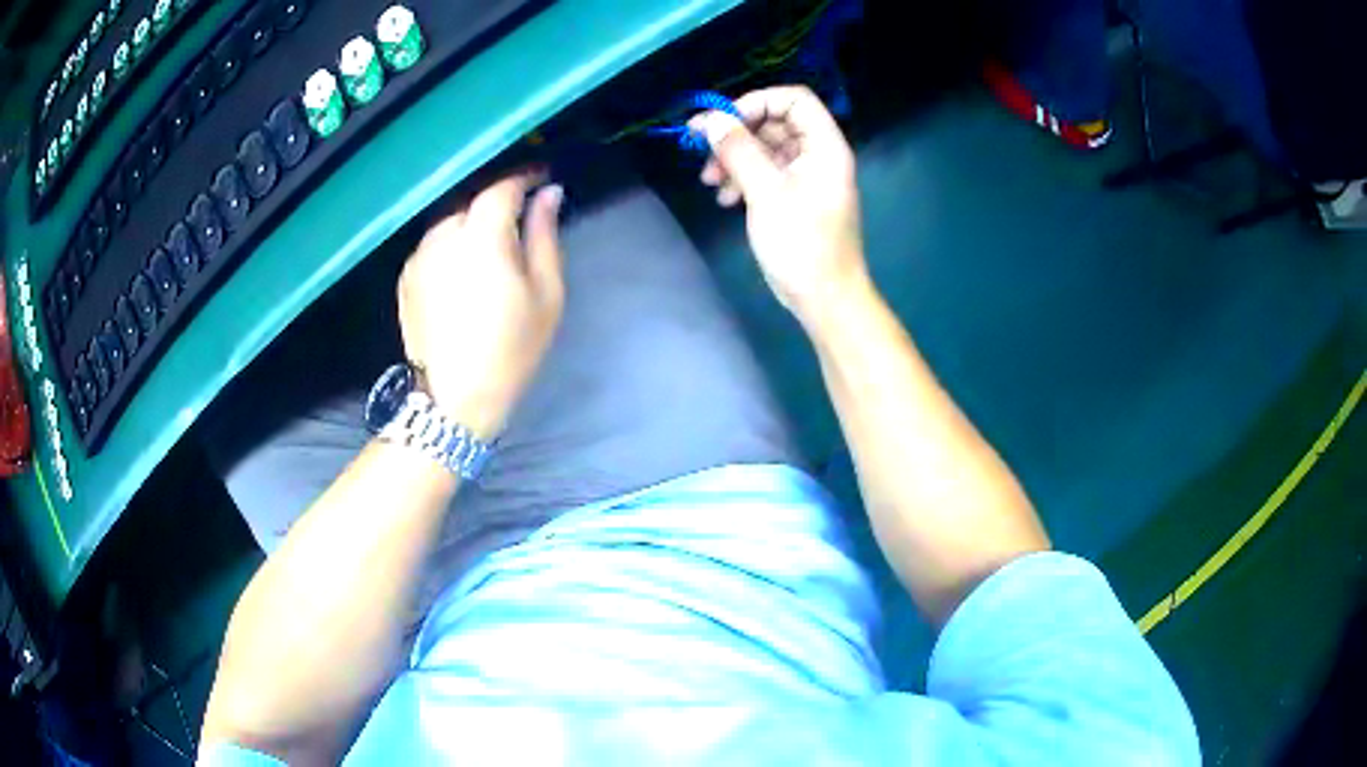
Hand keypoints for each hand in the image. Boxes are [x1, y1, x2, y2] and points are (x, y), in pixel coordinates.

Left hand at [397, 172, 564, 440]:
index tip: (542, 180)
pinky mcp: (405, 278)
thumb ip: (545, 236)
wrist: (455, 398)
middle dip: (497, 205)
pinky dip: (450, 248)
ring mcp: (419, 257)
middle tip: (520, 223)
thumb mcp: (546, 293)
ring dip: (471, 226)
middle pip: (473, 203)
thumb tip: (549, 195)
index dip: (524, 179)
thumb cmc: (511, 348)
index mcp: (482, 236)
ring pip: (450, 224)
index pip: (502, 188)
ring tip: (489, 252)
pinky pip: (433, 247)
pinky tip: (462, 274)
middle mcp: (443, 236)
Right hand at [692, 86, 868, 325]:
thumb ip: (738, 150)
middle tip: (702, 150)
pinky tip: (725, 199)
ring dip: (734, 159)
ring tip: (710, 181)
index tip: (724, 122)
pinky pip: (766, 174)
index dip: (757, 102)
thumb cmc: (802, 243)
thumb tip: (711, 120)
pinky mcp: (795, 198)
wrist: (825, 298)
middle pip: (774, 123)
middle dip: (737, 134)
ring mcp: (807, 177)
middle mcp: (818, 155)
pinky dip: (743, 179)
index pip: (793, 99)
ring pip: (765, 150)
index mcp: (824, 145)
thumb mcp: (766, 192)